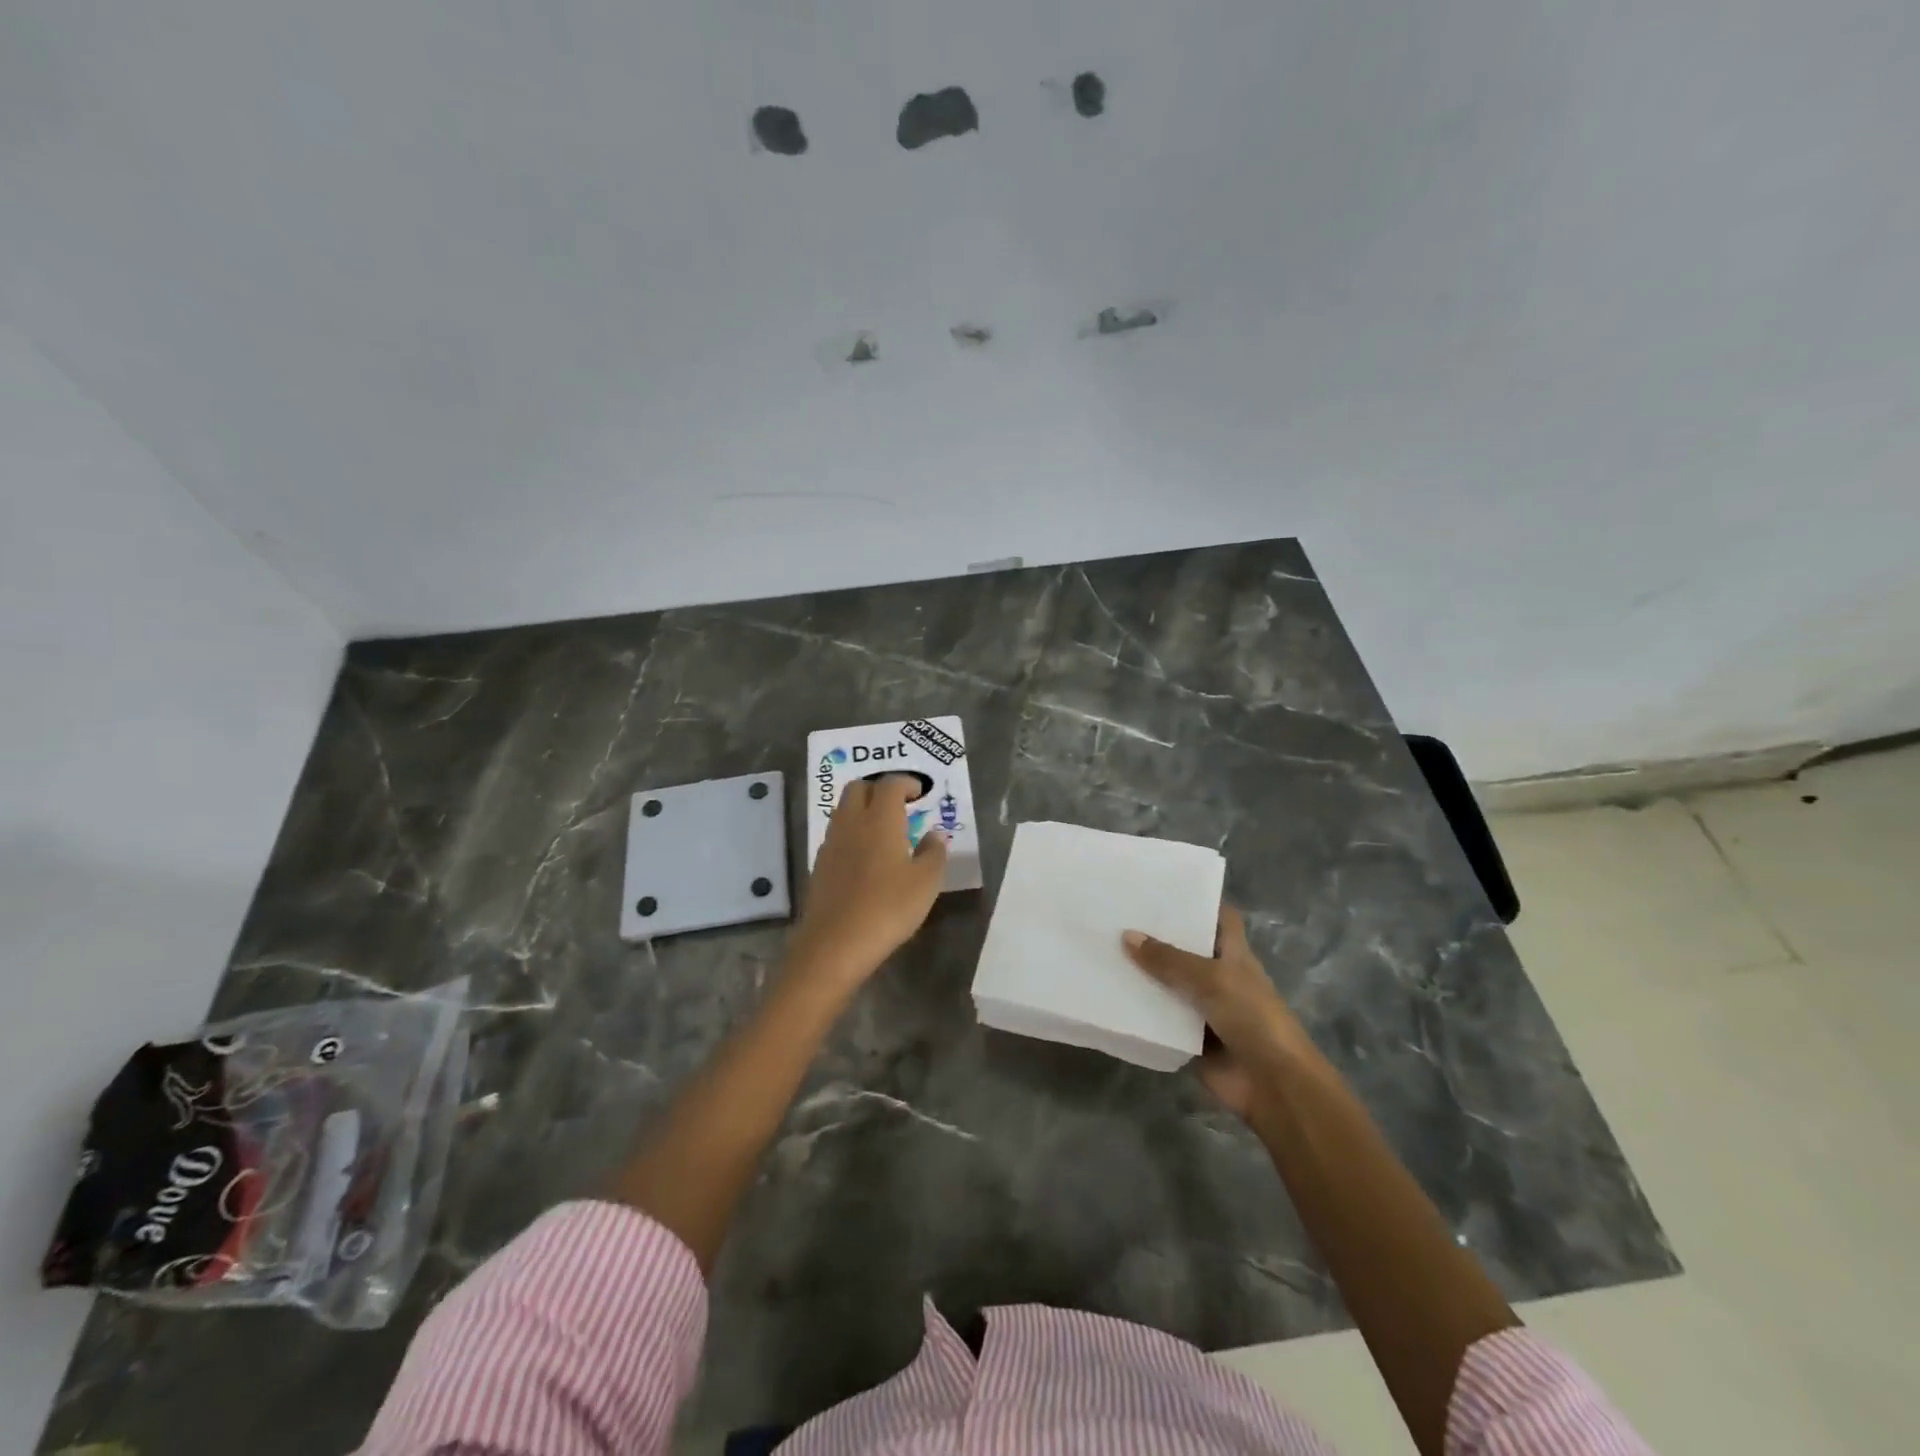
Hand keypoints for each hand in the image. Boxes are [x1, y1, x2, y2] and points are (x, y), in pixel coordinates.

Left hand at [789, 775, 948, 991]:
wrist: (835, 943)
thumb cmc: (888, 908)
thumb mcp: (926, 883)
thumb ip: (934, 853)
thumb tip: (935, 834)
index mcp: (880, 819)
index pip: (890, 784)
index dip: (906, 783)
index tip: (920, 793)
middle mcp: (851, 822)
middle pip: (859, 788)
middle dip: (879, 789)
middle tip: (900, 805)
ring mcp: (831, 843)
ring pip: (844, 810)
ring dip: (863, 809)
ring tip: (885, 830)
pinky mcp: (819, 865)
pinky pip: (837, 834)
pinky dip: (853, 833)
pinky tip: (866, 857)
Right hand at [1122, 905, 1311, 1118]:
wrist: (1272, 1084)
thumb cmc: (1251, 1017)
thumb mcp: (1210, 979)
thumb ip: (1168, 959)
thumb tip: (1127, 935)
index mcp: (1233, 953)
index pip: (1218, 917)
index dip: (1196, 902)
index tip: (1160, 888)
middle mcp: (1218, 975)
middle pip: (1185, 949)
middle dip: (1156, 936)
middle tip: (1114, 915)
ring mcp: (1203, 1007)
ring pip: (1168, 984)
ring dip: (1143, 974)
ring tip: (1102, 949)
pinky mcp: (1188, 1036)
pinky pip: (1159, 1018)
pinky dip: (1139, 1010)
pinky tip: (1107, 994)